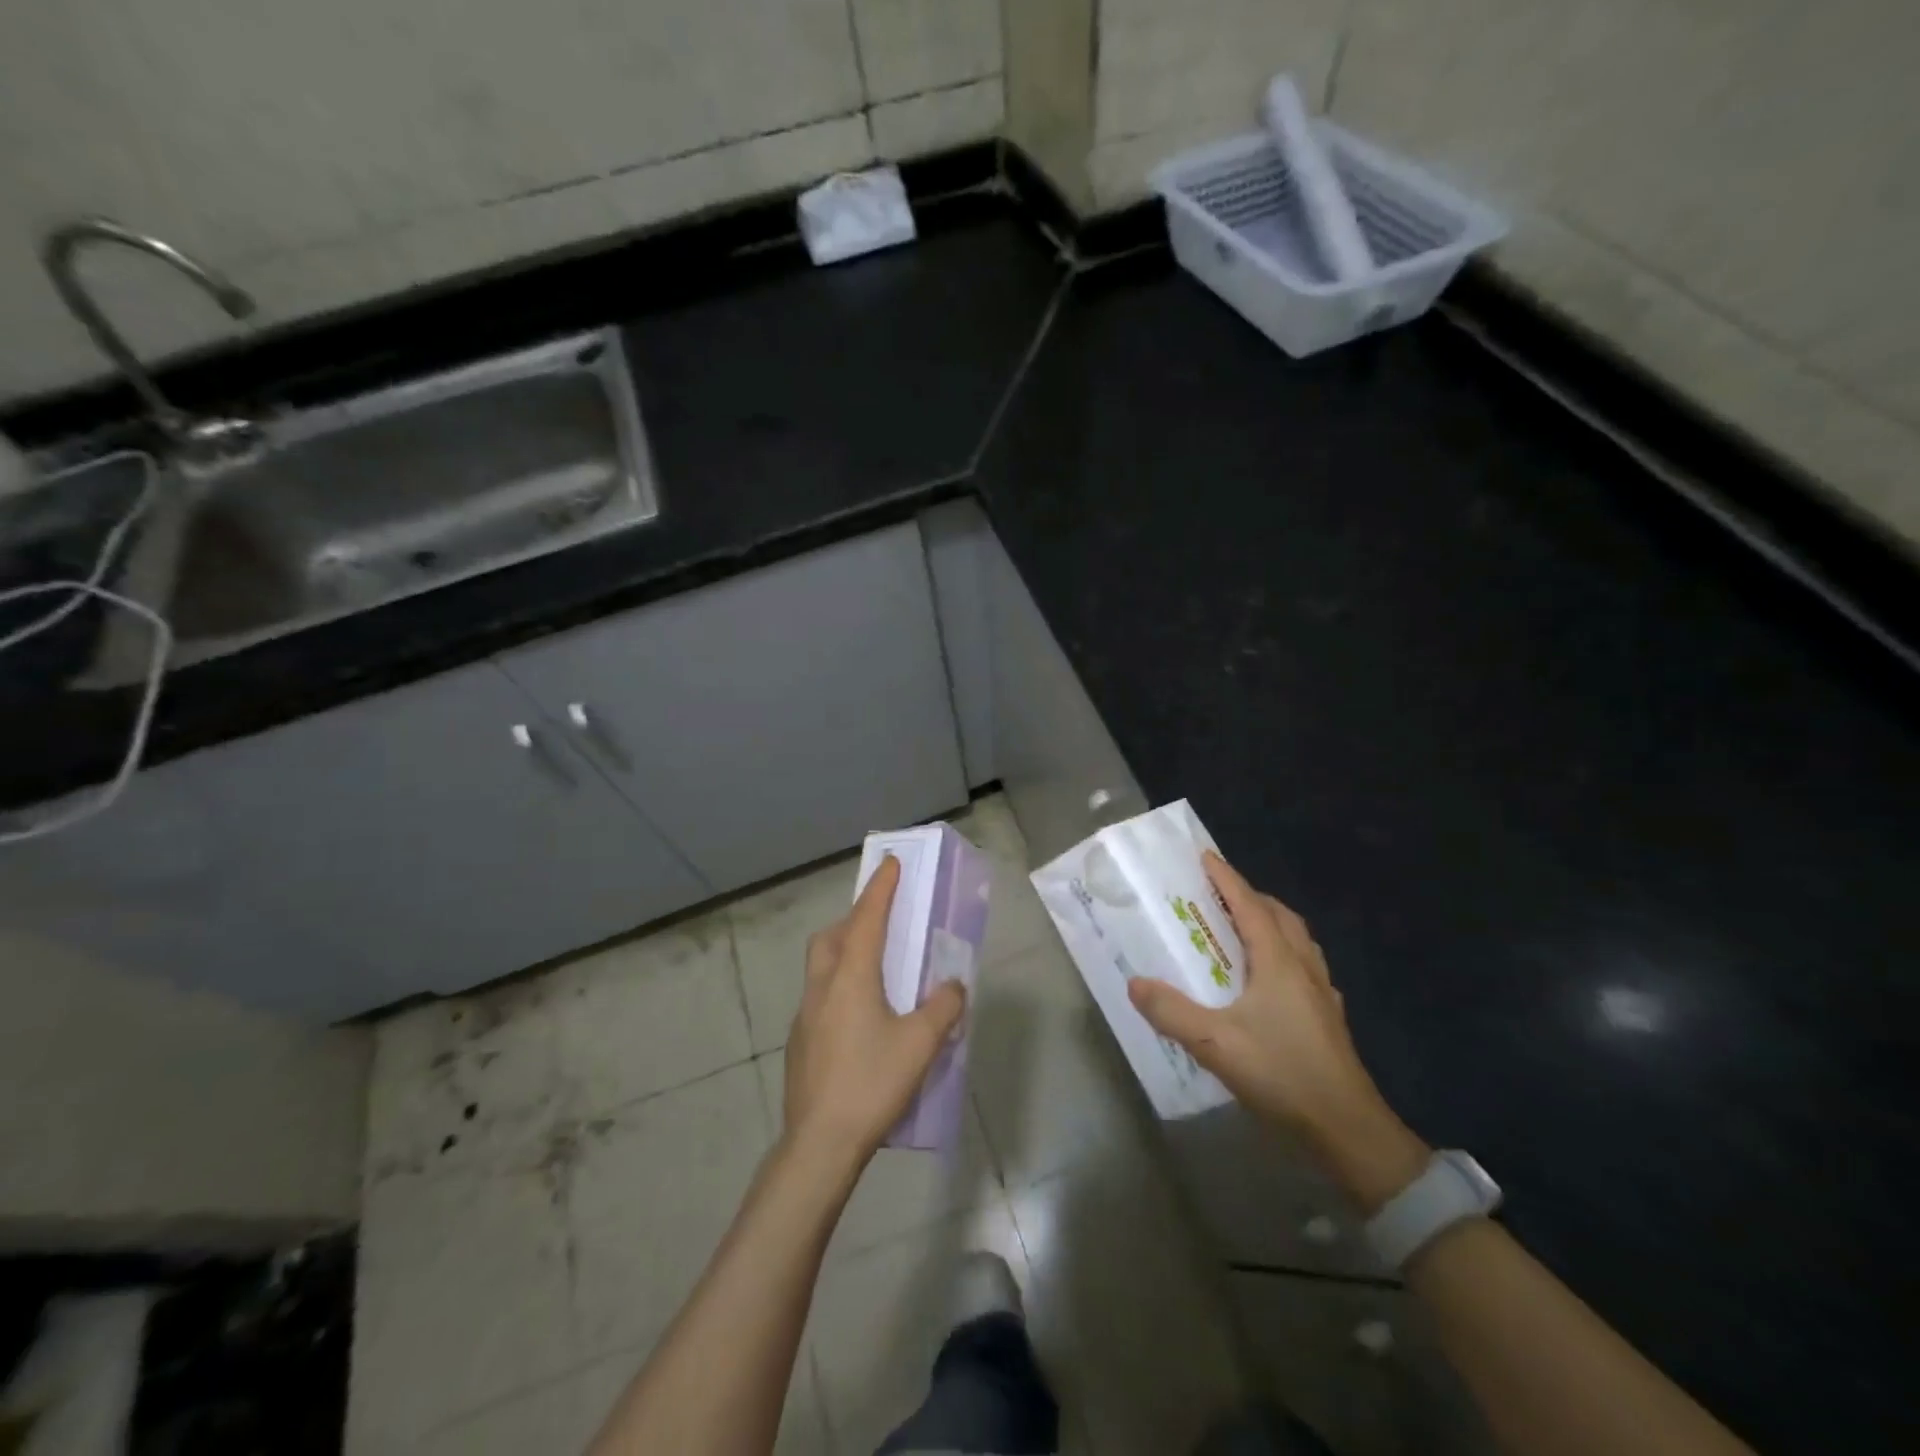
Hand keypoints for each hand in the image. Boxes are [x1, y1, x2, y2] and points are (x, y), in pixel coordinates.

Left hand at [782, 856, 966, 1171]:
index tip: (890, 863)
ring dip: (844, 950)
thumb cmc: (872, 1083)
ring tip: (874, 966)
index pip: (867, 918)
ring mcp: (805, 1015)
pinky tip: (860, 1016)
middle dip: (855, 918)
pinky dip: (839, 985)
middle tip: (882, 921)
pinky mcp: (800, 1042)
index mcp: (851, 977)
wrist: (819, 1143)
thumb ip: (942, 1007)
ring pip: (821, 965)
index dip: (880, 889)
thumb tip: (952, 986)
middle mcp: (822, 986)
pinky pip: (819, 995)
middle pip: (832, 936)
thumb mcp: (920, 1044)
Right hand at [1126, 853, 1427, 1210]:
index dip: (1226, 879)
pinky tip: (1269, 978)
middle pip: (1279, 915)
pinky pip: (1304, 964)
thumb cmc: (1282, 1073)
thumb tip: (1135, 983)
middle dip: (1249, 896)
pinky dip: (1283, 952)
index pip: (1249, 905)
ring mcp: (1320, 991)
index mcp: (1278, 961)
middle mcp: (1303, 966)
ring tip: (1241, 929)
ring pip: (1297, 939)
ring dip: (1270, 922)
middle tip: (1218, 895)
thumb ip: (1171, 1012)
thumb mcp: (1215, 1043)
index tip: (1204, 857)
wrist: (1347, 1127)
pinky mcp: (1327, 1016)